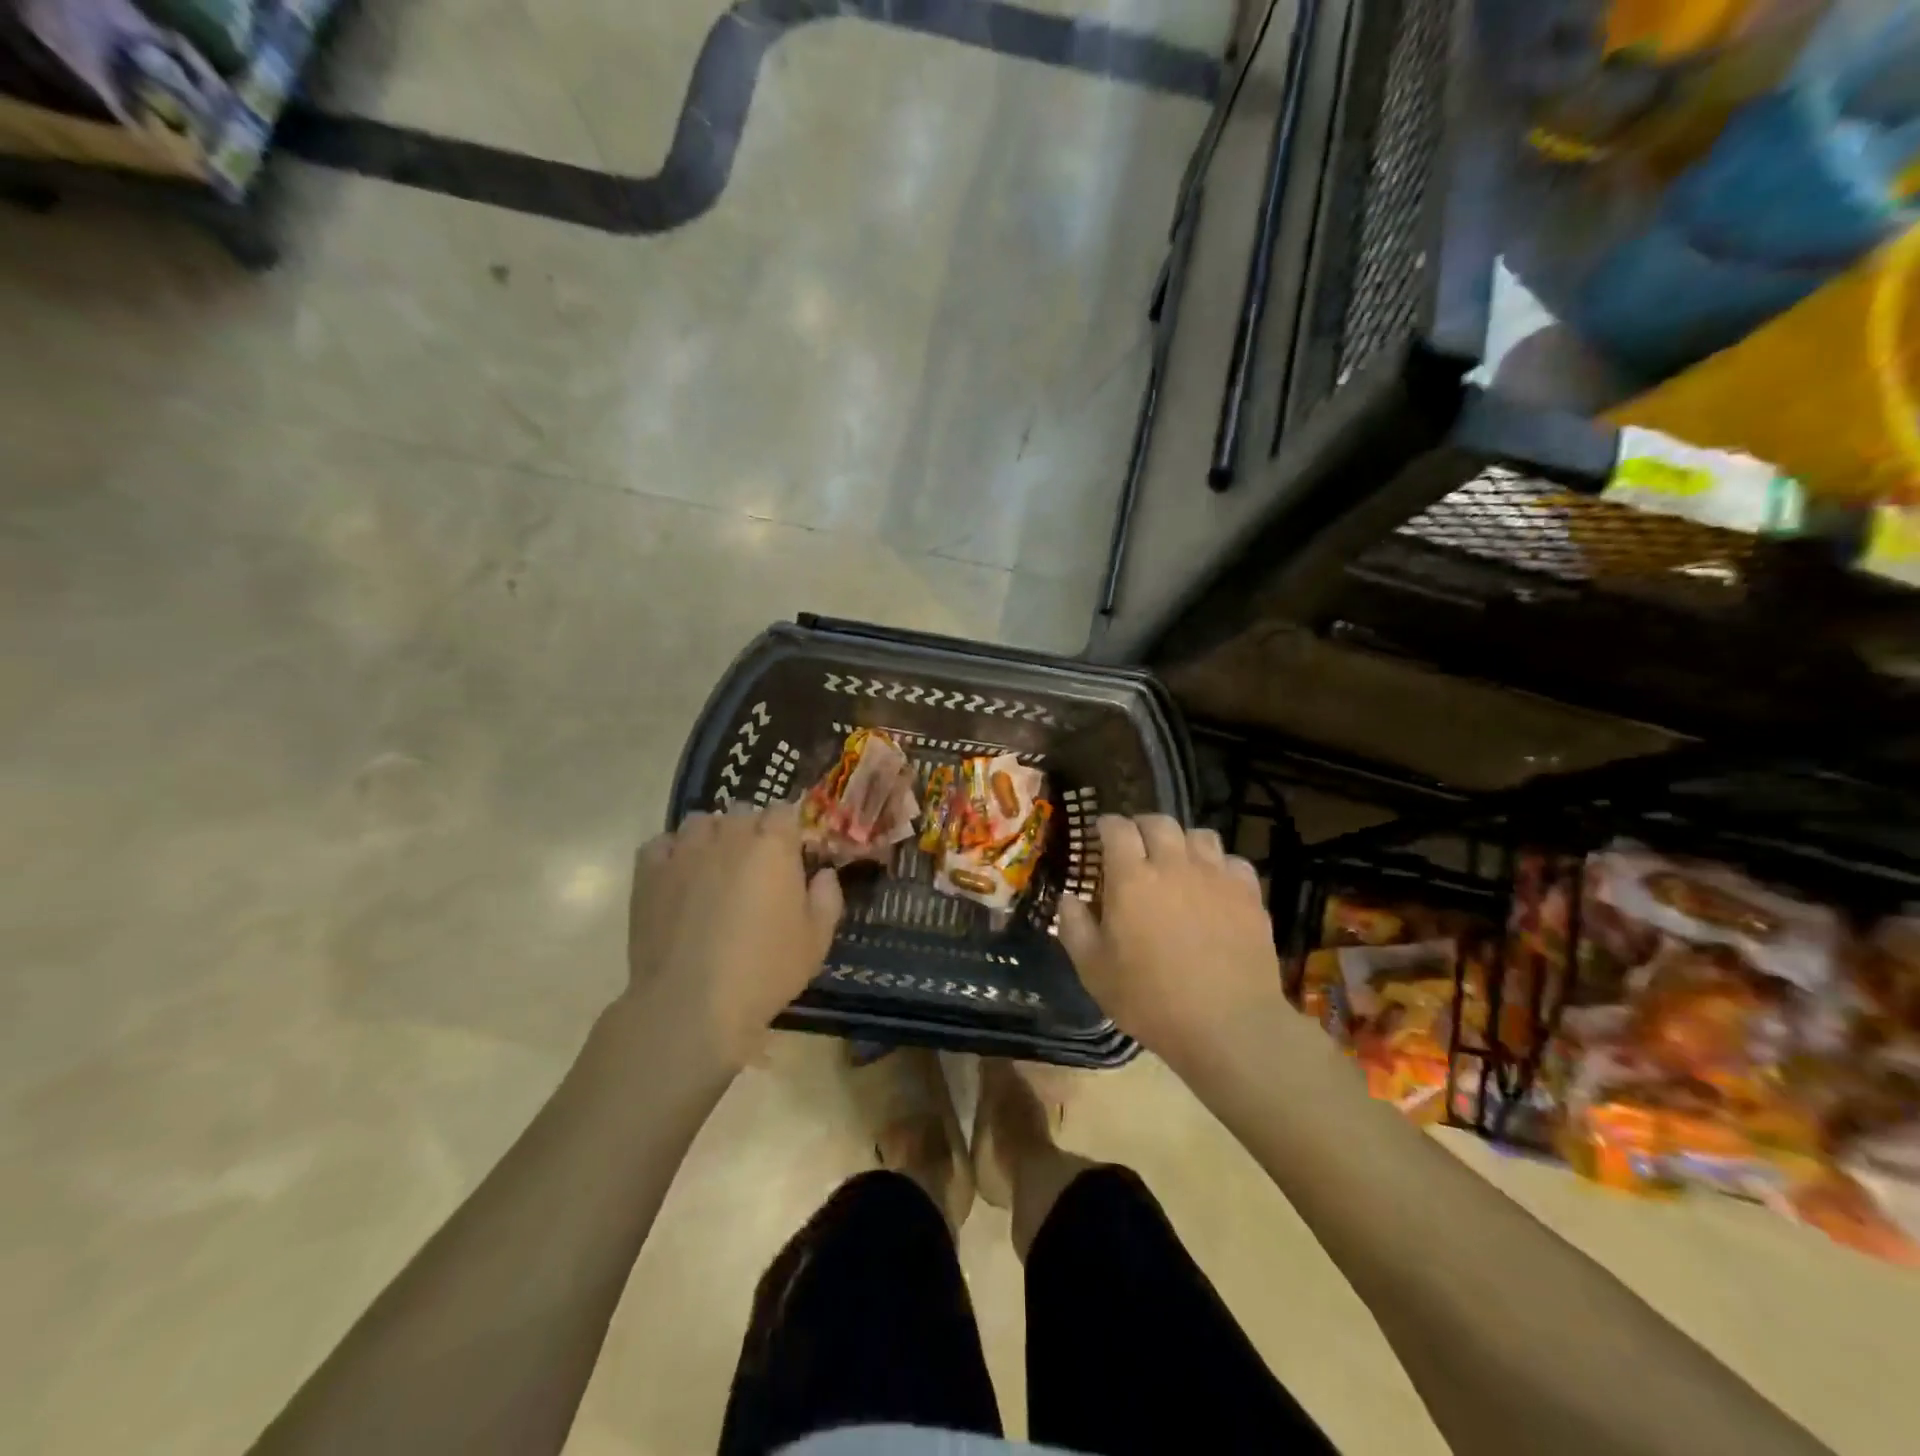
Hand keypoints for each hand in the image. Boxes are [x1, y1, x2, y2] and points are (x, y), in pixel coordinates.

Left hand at [623, 805, 843, 1069]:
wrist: (690, 1003)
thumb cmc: (764, 971)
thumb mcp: (816, 941)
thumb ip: (827, 898)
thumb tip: (823, 874)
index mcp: (773, 845)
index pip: (784, 810)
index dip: (789, 828)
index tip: (792, 852)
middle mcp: (729, 835)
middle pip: (743, 812)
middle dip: (752, 830)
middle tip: (756, 866)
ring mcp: (685, 850)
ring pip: (701, 822)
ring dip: (713, 835)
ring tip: (715, 866)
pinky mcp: (649, 872)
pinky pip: (662, 844)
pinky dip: (672, 852)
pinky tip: (678, 876)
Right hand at [1058, 815, 1290, 1067]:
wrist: (1229, 1026)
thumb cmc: (1151, 999)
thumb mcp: (1094, 971)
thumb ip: (1074, 927)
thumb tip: (1068, 898)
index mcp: (1131, 878)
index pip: (1117, 829)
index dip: (1106, 825)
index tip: (1100, 832)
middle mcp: (1174, 865)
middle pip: (1159, 822)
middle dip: (1142, 826)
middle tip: (1135, 844)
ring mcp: (1216, 877)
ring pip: (1199, 835)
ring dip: (1182, 841)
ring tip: (1176, 860)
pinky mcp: (1249, 895)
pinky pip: (1233, 861)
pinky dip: (1219, 865)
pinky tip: (1214, 885)